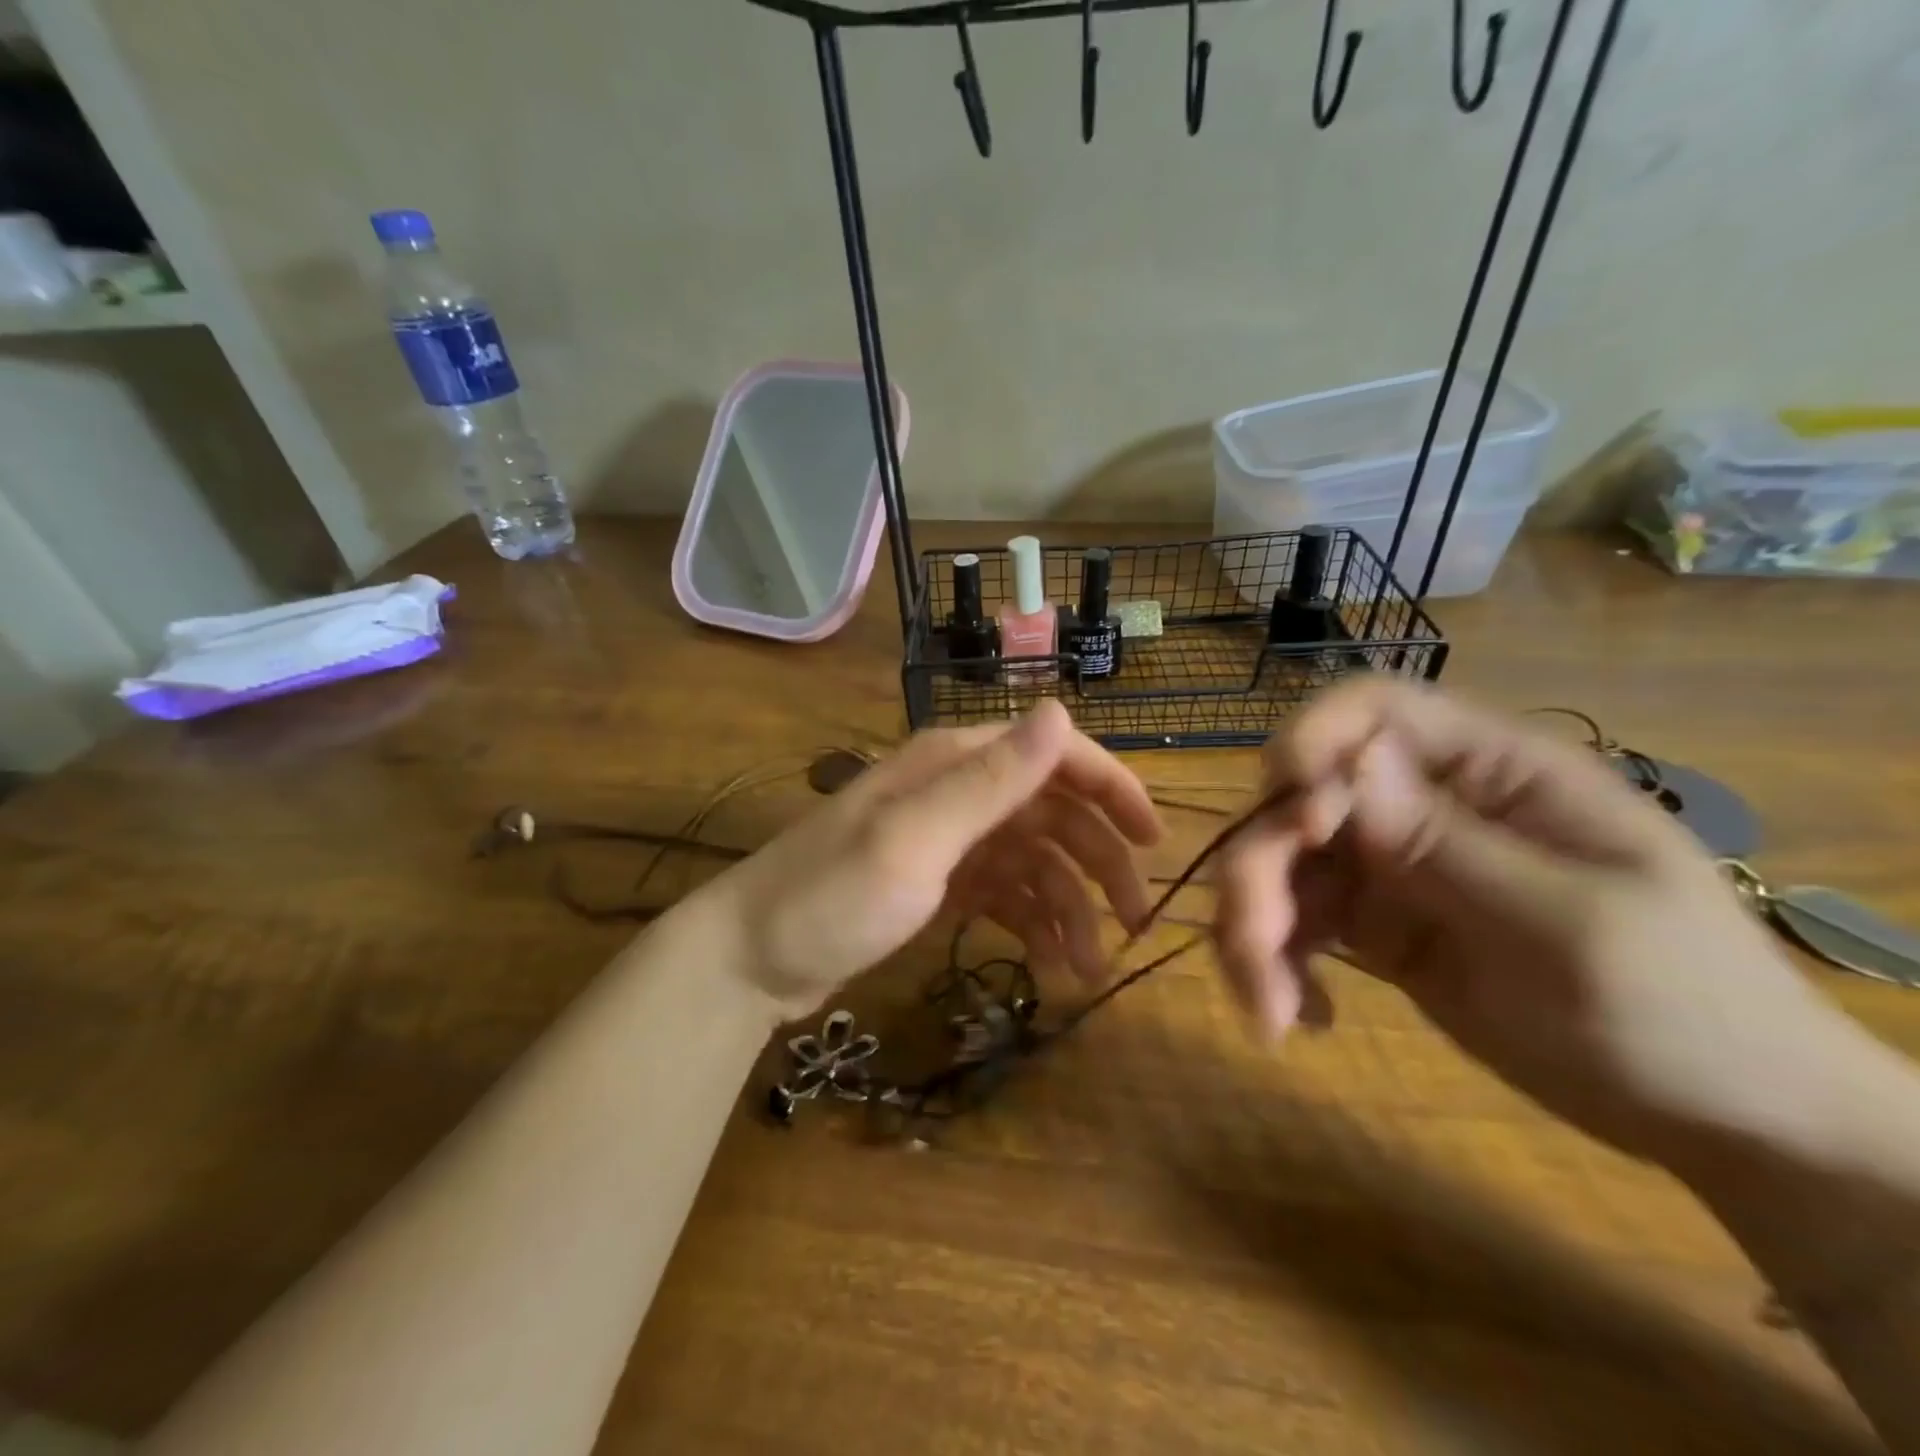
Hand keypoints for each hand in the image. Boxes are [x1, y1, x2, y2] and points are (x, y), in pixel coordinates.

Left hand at [701, 701, 1161, 1017]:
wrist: (751, 960)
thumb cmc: (832, 897)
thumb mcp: (915, 839)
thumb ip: (991, 779)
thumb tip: (1061, 709)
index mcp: (956, 764)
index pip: (1054, 757)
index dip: (1111, 790)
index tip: (1154, 841)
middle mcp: (958, 792)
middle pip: (1052, 813)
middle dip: (1099, 864)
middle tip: (1137, 922)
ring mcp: (948, 840)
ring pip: (1034, 861)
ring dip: (1069, 907)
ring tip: (1090, 968)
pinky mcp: (938, 884)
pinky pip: (1006, 894)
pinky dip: (1033, 924)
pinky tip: (1050, 964)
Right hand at [1214, 679, 1870, 1169]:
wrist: (1725, 1124)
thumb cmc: (1685, 1012)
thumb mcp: (1575, 928)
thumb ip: (1451, 844)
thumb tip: (1347, 763)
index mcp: (1491, 773)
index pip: (1373, 711)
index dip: (1309, 742)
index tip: (1291, 820)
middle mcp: (1423, 804)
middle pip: (1299, 800)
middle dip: (1260, 869)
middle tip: (1257, 953)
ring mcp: (1391, 866)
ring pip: (1279, 865)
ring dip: (1254, 928)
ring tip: (1269, 1011)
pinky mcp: (1371, 925)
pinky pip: (1292, 923)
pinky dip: (1274, 964)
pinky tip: (1297, 1017)